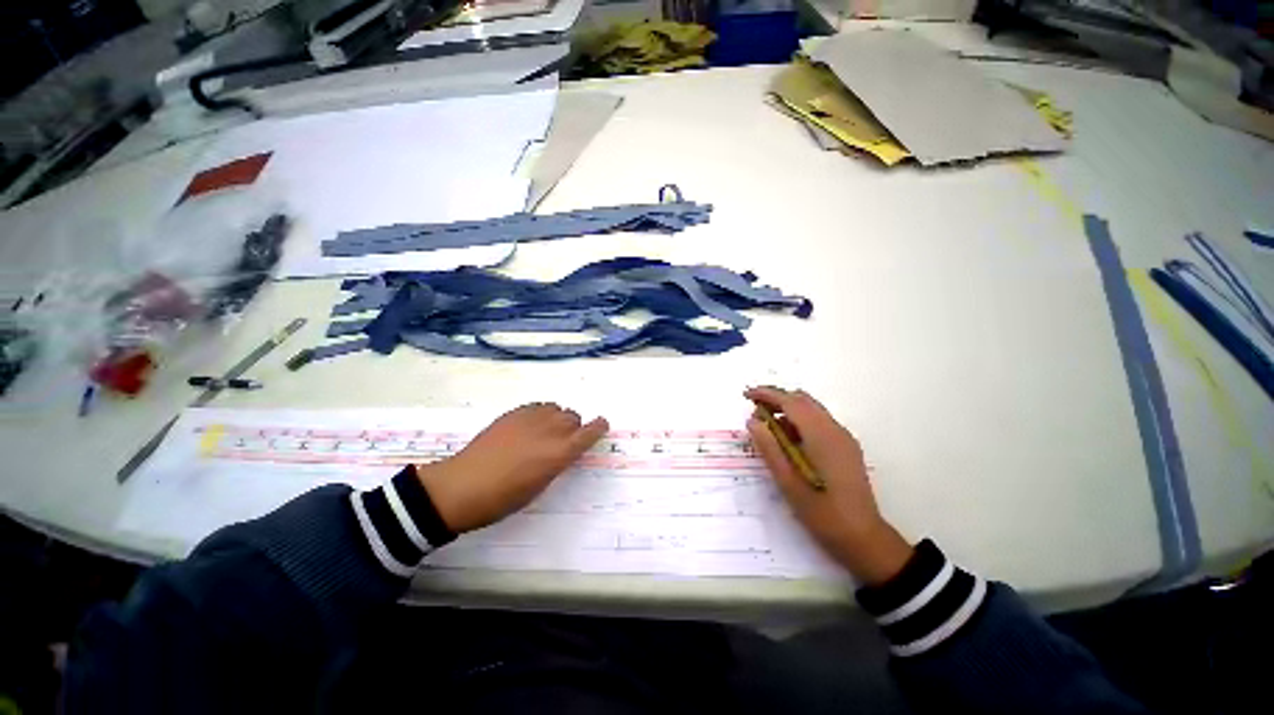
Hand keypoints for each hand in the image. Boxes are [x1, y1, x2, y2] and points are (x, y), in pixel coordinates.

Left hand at [415, 403, 608, 533]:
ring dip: (558, 418)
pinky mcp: (514, 413)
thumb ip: (557, 463)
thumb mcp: (539, 486)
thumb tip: (563, 451)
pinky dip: (541, 413)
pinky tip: (530, 426)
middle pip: (573, 417)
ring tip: (546, 432)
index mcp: (559, 453)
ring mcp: (530, 418)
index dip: (598, 427)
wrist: (461, 487)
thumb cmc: (503, 498)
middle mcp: (549, 430)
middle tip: (563, 441)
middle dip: (574, 427)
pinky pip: (538, 406)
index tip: (602, 425)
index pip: (588, 433)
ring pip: (556, 408)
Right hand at [745, 386, 912, 585]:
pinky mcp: (846, 447)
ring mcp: (843, 438)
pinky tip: (788, 439)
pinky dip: (800, 421)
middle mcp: (835, 430)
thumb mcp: (788, 482)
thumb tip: (752, 421)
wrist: (864, 539)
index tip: (746, 394)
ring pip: (812, 410)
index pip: (791, 402)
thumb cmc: (822, 513)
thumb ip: (769, 448)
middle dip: (777, 399)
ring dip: (788, 410)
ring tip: (767, 426)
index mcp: (821, 436)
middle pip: (803, 400)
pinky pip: (819, 422)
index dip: (767, 394)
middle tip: (754, 410)